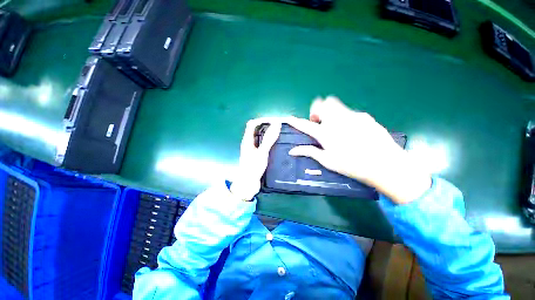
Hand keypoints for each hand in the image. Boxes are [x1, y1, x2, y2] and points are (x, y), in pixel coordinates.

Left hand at [230, 118, 281, 200]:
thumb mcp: (262, 152)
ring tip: (280, 134)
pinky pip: (263, 145)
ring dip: (269, 134)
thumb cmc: (253, 168)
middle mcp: (249, 143)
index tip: (274, 121)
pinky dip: (269, 142)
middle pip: (256, 130)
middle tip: (279, 127)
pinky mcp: (256, 155)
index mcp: (247, 140)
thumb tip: (276, 124)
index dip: (262, 120)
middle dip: (267, 126)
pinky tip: (277, 145)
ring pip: (260, 137)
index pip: (252, 124)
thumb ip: (269, 139)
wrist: (248, 184)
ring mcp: (252, 149)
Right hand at [287, 96, 430, 203]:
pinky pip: (349, 112)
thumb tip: (292, 151)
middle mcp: (336, 120)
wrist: (384, 163)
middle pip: (322, 104)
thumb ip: (309, 152)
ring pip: (335, 104)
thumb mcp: (327, 161)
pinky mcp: (364, 116)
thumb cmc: (351, 165)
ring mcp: (351, 115)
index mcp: (325, 133)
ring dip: (330, 111)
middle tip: (320, 122)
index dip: (296, 122)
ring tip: (335, 125)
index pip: (306, 125)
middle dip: (317, 110)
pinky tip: (353, 130)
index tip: (289, 118)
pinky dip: (345, 117)